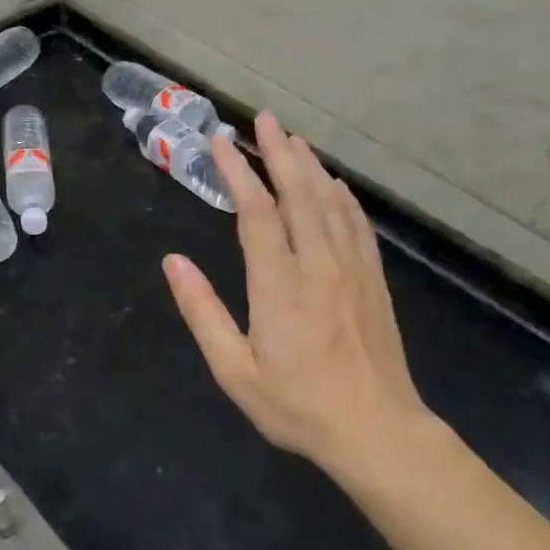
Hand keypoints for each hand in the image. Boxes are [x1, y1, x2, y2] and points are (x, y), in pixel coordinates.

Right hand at [163, 112, 433, 471]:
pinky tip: (336, 185)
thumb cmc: (297, 405)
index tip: (221, 141)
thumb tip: (172, 262)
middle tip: (264, 118)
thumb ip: (202, 311)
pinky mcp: (373, 280)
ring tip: (293, 139)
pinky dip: (343, 198)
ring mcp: (352, 268)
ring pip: (330, 202)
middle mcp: (318, 263)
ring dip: (310, 166)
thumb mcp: (235, 370)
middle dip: (278, 152)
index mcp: (278, 283)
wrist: (377, 431)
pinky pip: (357, 225)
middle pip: (298, 193)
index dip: (238, 172)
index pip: (256, 211)